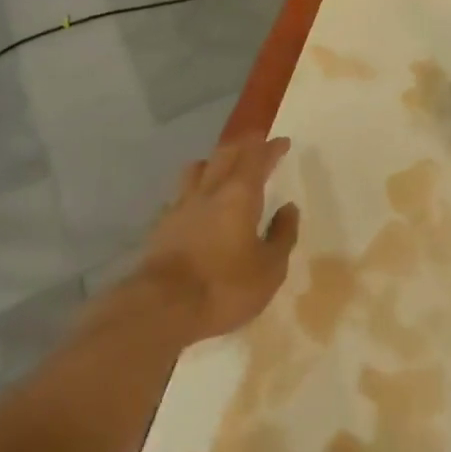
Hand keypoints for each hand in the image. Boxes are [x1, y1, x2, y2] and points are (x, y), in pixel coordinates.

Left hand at [135, 136, 300, 341]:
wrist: (161, 308)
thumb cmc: (224, 287)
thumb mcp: (269, 269)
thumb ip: (282, 234)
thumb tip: (288, 208)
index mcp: (240, 194)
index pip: (257, 157)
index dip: (271, 148)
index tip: (282, 142)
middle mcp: (209, 190)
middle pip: (225, 154)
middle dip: (243, 146)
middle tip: (256, 146)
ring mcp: (181, 206)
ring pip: (198, 168)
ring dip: (214, 161)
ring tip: (222, 167)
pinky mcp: (162, 226)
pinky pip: (181, 194)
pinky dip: (194, 190)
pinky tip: (196, 204)